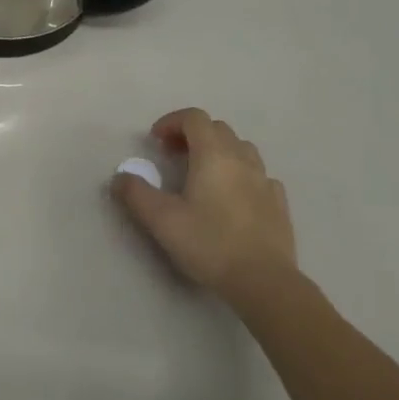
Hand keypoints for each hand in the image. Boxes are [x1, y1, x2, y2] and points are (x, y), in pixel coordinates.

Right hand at [113, 108, 297, 303]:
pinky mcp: (279, 203)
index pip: (194, 117)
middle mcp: (241, 158)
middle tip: (173, 156)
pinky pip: (259, 175)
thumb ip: (136, 194)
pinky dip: (242, 175)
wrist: (264, 282)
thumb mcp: (162, 220)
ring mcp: (264, 180)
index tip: (156, 141)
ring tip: (204, 174)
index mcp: (213, 154)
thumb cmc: (210, 244)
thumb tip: (119, 177)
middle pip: (217, 129)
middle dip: (192, 135)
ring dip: (219, 151)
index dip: (172, 121)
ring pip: (241, 149)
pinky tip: (233, 197)